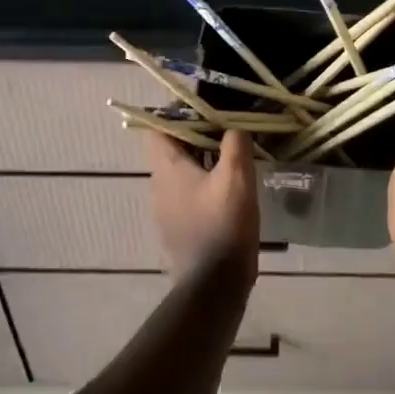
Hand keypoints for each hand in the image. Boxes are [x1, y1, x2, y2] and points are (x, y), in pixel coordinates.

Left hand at [146, 128, 258, 277]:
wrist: (214, 285)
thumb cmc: (223, 225)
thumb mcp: (237, 179)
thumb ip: (234, 145)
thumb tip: (234, 127)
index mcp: (167, 168)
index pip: (158, 127)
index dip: (178, 113)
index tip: (207, 108)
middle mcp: (159, 184)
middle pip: (171, 147)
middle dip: (197, 135)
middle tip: (228, 130)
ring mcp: (165, 208)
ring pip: (181, 171)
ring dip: (203, 159)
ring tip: (233, 156)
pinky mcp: (178, 226)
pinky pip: (187, 193)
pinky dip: (204, 183)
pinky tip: (229, 189)